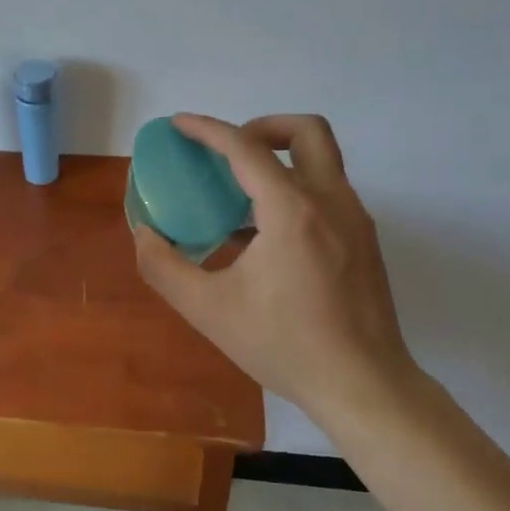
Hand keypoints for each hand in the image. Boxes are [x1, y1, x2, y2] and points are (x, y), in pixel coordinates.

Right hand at [134, 113, 423, 423]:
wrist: (364, 386)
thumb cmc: (284, 345)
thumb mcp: (209, 310)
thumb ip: (165, 268)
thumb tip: (144, 234)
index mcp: (292, 210)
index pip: (246, 148)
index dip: (207, 129)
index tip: (179, 124)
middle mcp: (331, 201)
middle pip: (305, 131)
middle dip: (262, 127)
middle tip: (229, 154)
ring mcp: (356, 219)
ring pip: (323, 159)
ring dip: (281, 158)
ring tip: (241, 193)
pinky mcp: (365, 240)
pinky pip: (328, 191)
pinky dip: (296, 188)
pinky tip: (267, 233)